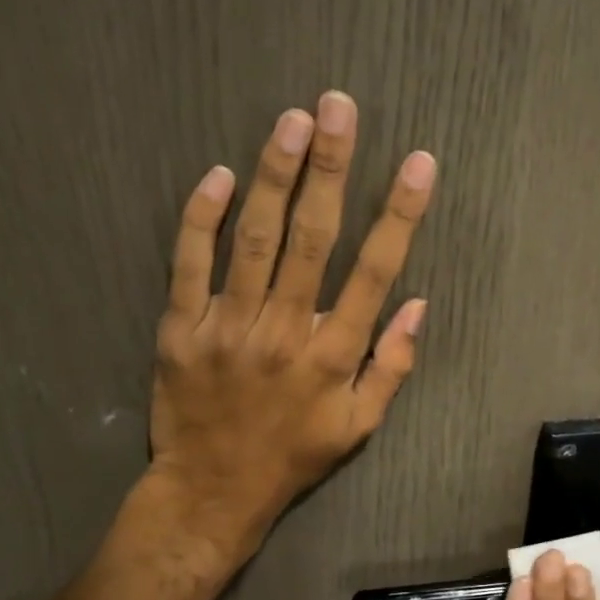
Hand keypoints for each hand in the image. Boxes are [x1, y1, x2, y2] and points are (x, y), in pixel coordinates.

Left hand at [151, 90, 435, 561]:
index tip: (418, 163)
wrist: (211, 492)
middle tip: (339, 107)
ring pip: (254, 240)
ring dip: (274, 176)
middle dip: (331, 168)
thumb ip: (392, 367)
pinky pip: (189, 265)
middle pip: (313, 238)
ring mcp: (228, 327)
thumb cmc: (292, 457)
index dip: (399, 214)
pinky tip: (218, 176)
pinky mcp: (181, 329)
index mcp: (333, 356)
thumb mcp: (359, 428)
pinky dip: (201, 218)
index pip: (374, 272)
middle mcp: (285, 331)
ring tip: (292, 121)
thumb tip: (418, 305)